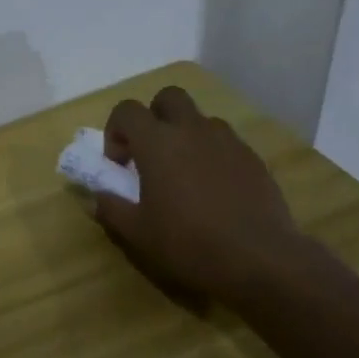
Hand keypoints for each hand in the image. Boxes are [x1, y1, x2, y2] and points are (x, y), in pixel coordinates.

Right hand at [90, 86, 313, 309]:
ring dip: (186, 135)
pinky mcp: (253, 159)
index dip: (115, 131)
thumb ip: (111, 208)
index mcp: (157, 142)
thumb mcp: (137, 233)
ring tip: (184, 174)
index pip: (127, 110)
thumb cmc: (188, 243)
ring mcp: (227, 142)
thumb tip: (98, 196)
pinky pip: (225, 143)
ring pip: (200, 119)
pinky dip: (212, 155)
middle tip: (151, 153)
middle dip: (154, 116)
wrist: (260, 260)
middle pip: (169, 97)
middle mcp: (192, 130)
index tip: (119, 163)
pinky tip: (214, 190)